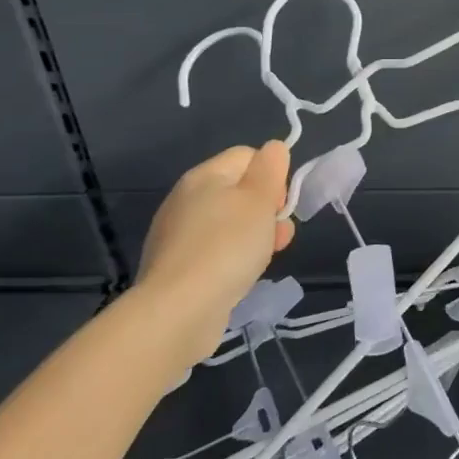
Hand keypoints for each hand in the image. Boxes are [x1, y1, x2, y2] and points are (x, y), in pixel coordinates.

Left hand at [132, 141, 296, 359]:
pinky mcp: (178, 267)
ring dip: (255, 236)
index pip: (248, 156)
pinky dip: (234, 259)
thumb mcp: (259, 199)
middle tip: (278, 235)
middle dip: (267, 210)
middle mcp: (186, 200)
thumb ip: (270, 168)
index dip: (272, 175)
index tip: (280, 204)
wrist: (179, 311)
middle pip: (240, 191)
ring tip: (263, 259)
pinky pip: (217, 250)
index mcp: (204, 176)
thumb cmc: (227, 246)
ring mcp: (179, 235)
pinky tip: (241, 276)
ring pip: (231, 223)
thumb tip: (274, 148)